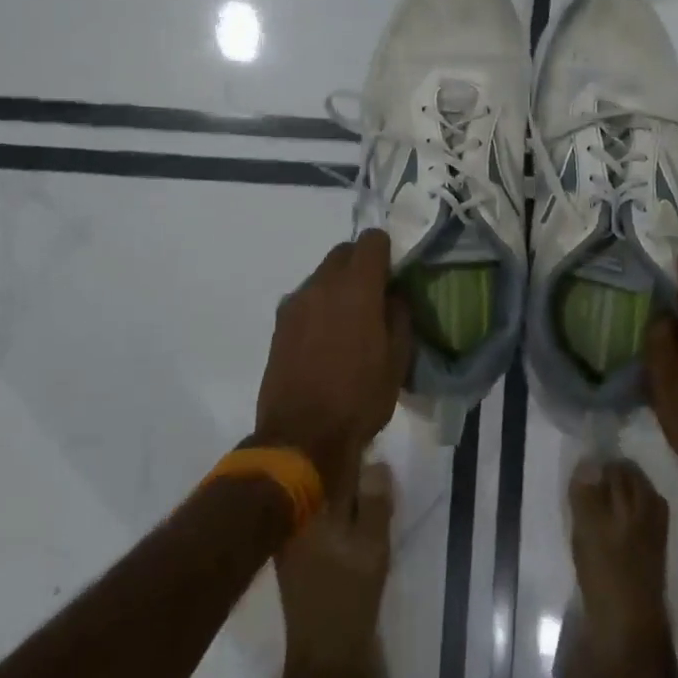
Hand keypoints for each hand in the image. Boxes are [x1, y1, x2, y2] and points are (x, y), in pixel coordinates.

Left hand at [255, 231, 412, 496]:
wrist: (300, 438)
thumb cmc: (359, 398)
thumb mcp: (398, 359)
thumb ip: (399, 315)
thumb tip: (393, 294)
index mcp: (357, 287)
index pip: (372, 240)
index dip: (386, 250)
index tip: (394, 272)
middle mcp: (322, 284)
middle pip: (343, 252)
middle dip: (360, 264)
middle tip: (374, 294)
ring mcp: (295, 302)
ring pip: (322, 275)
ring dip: (338, 285)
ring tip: (349, 320)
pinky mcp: (279, 324)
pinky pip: (305, 298)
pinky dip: (319, 305)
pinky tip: (326, 337)